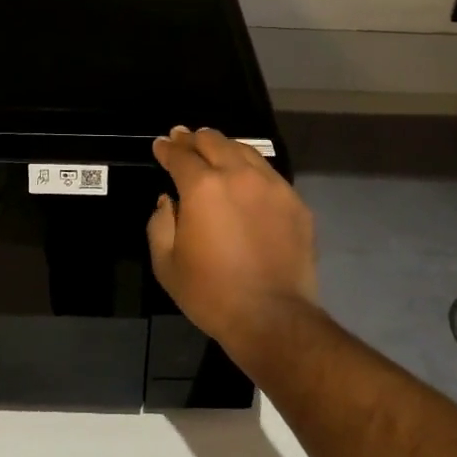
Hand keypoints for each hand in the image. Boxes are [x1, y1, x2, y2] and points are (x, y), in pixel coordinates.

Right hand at [148, 127, 318, 348]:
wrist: (272, 318)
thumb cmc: (211, 293)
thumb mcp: (166, 263)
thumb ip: (160, 223)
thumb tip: (168, 201)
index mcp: (203, 187)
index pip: (181, 155)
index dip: (167, 148)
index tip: (160, 145)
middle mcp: (239, 176)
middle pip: (214, 141)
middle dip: (194, 138)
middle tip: (184, 139)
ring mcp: (272, 186)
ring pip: (246, 151)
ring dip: (225, 147)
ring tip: (215, 151)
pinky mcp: (295, 203)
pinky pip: (269, 174)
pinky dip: (251, 170)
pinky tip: (246, 179)